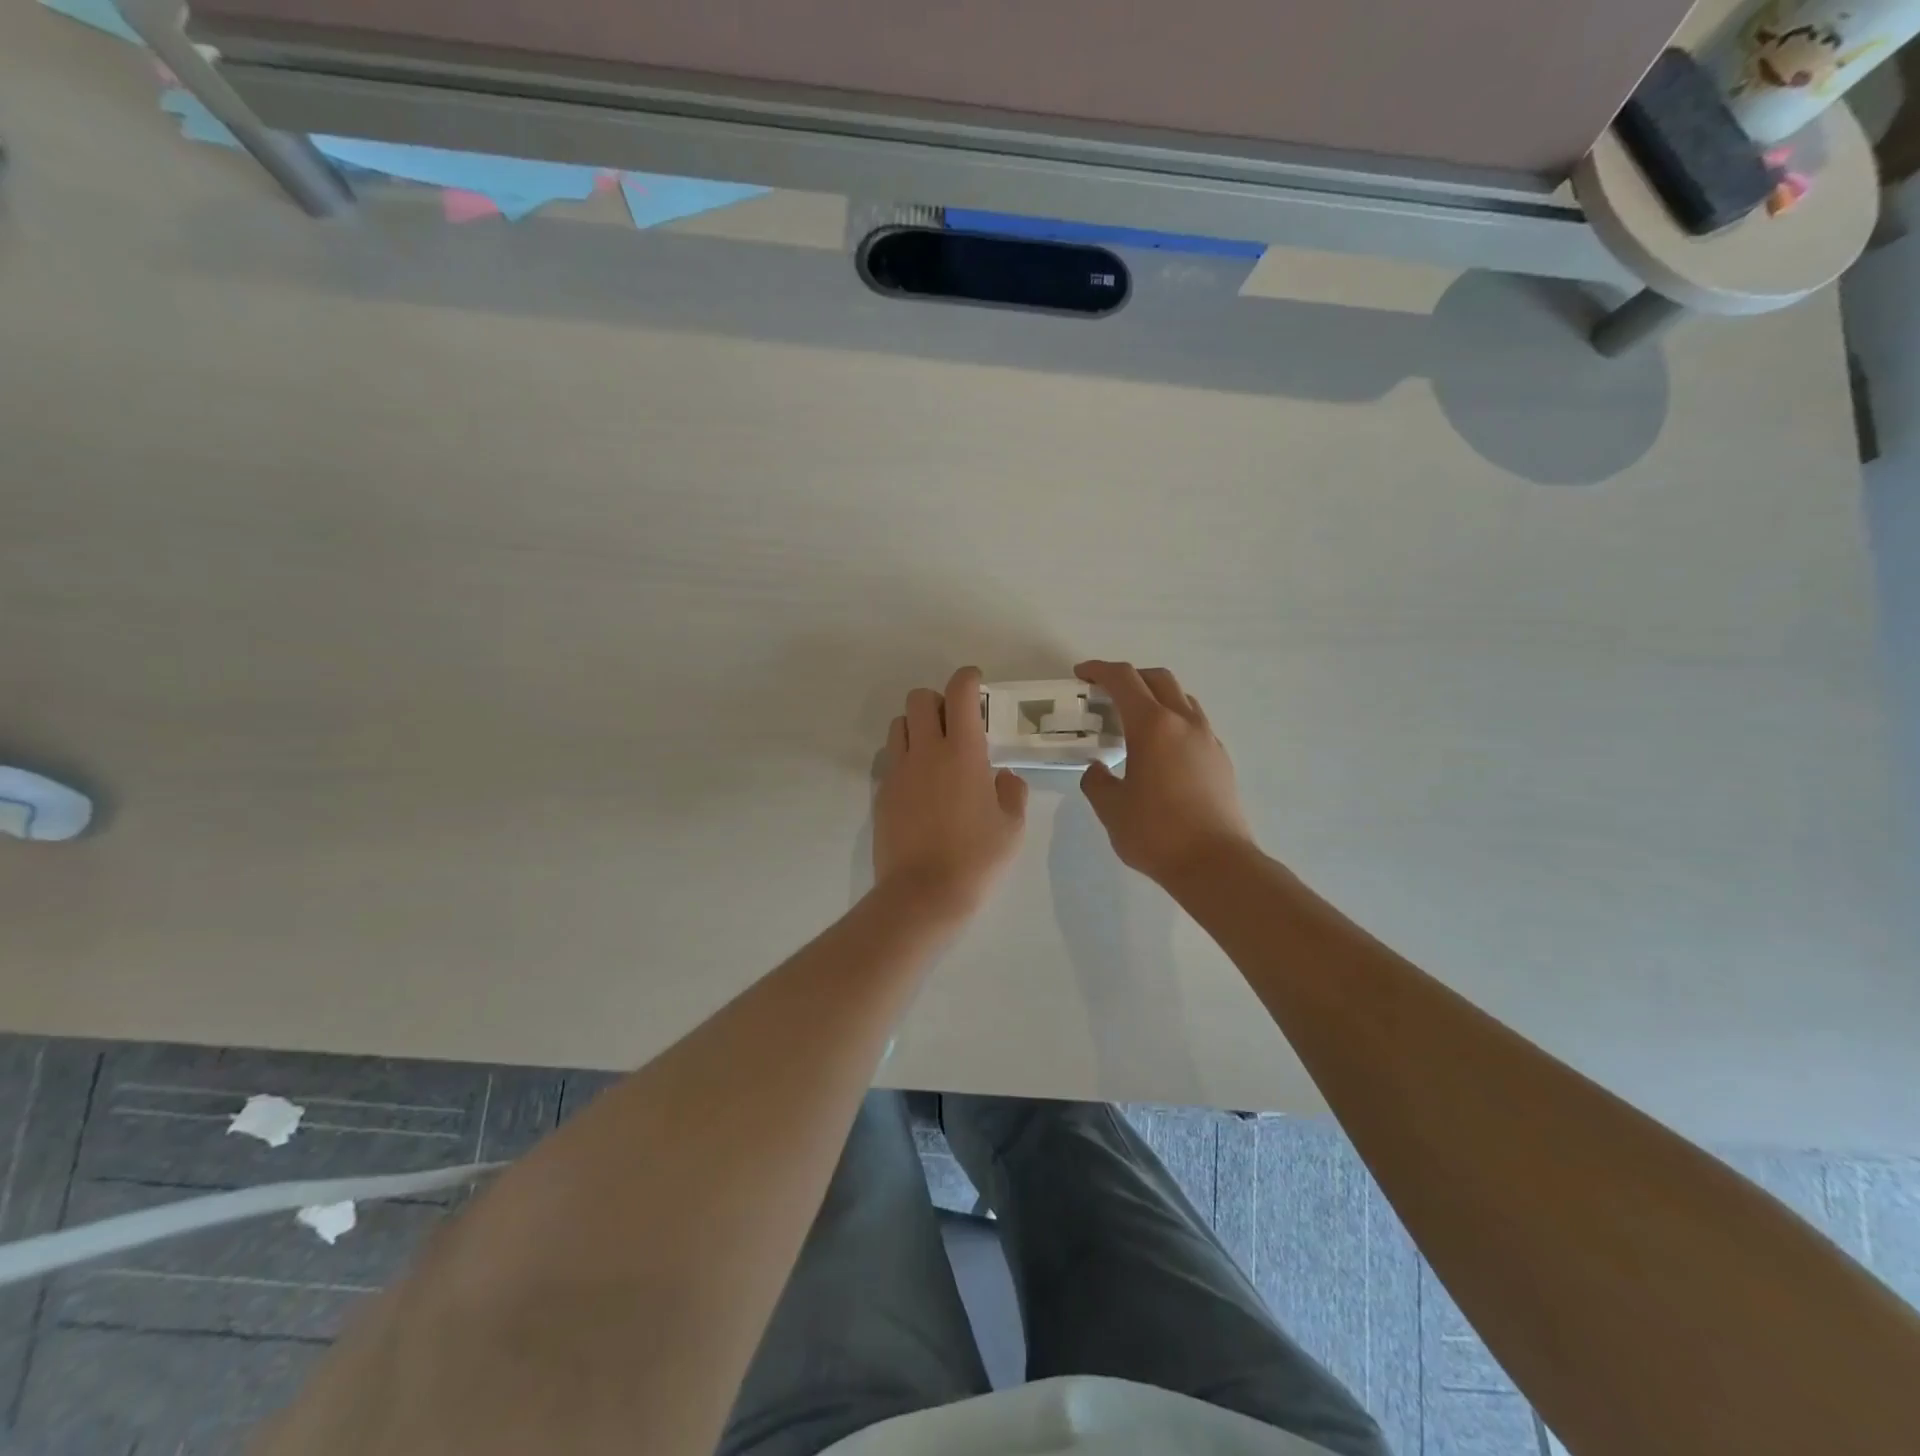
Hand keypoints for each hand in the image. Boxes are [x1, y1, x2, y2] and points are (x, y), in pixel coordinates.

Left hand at [874, 667, 1028, 917]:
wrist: (922, 894)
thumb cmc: (976, 859)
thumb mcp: (1012, 827)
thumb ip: (1011, 792)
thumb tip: (1001, 777)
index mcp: (962, 752)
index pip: (959, 693)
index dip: (967, 678)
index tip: (976, 682)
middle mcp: (925, 752)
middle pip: (919, 698)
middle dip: (937, 700)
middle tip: (954, 723)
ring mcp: (898, 771)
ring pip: (899, 725)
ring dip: (916, 726)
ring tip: (934, 751)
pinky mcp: (881, 793)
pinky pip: (890, 759)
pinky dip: (905, 757)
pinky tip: (920, 785)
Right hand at [1075, 660, 1255, 884]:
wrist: (1216, 864)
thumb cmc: (1156, 833)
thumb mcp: (1111, 808)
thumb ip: (1097, 781)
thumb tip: (1098, 769)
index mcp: (1153, 726)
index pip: (1123, 680)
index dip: (1099, 671)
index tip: (1081, 675)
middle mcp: (1184, 722)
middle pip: (1158, 679)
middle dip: (1129, 678)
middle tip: (1106, 695)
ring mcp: (1208, 739)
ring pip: (1181, 699)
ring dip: (1155, 697)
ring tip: (1134, 722)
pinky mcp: (1221, 759)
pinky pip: (1195, 724)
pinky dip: (1173, 722)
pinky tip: (1161, 751)